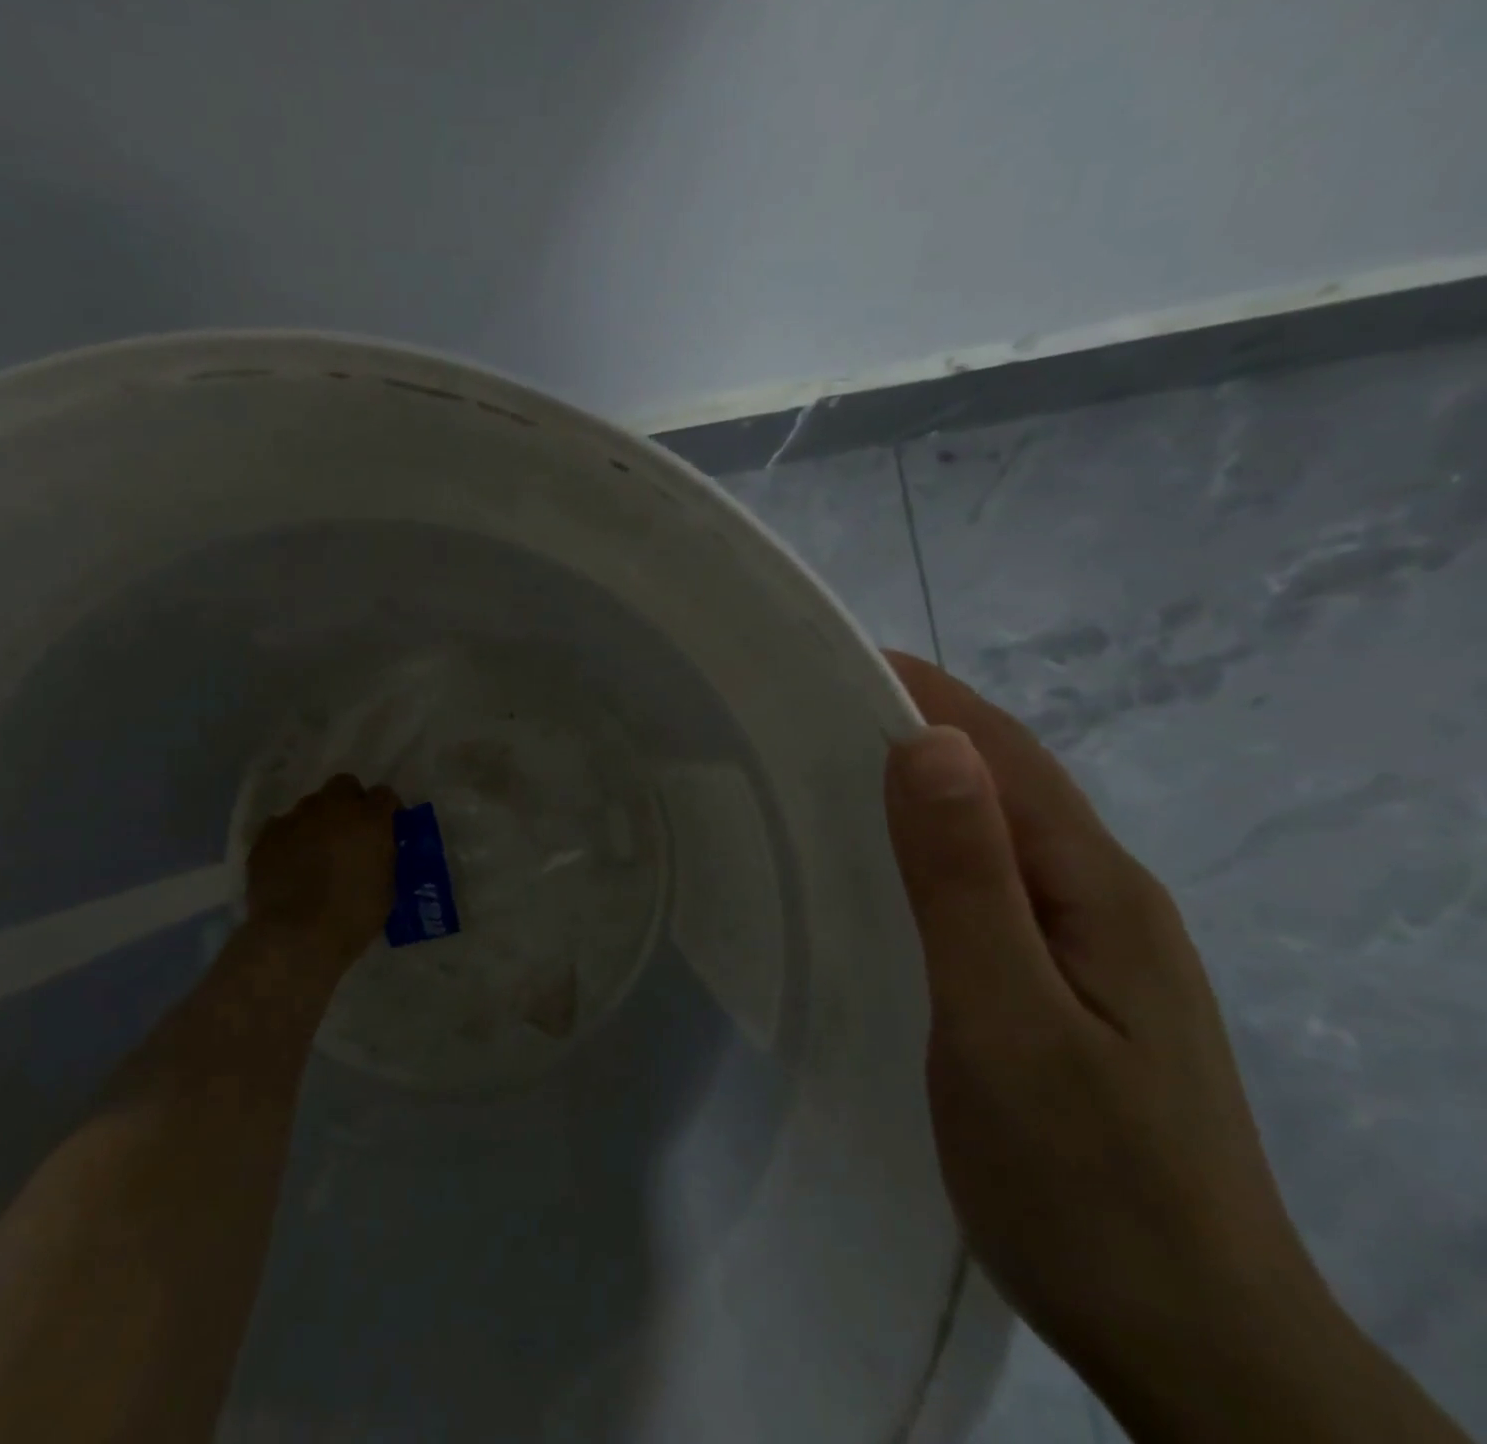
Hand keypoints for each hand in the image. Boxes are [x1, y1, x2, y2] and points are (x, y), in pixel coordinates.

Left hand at [246, 773, 399, 963]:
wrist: (296, 936)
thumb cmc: (352, 917)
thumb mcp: (387, 887)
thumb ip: (383, 857)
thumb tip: (377, 850)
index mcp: (370, 819)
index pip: (384, 795)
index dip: (386, 810)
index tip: (386, 829)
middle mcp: (333, 808)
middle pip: (344, 785)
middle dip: (350, 802)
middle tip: (350, 832)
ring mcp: (296, 818)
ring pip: (311, 805)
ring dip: (318, 821)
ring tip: (316, 852)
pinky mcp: (266, 836)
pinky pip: (281, 827)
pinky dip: (289, 839)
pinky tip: (289, 864)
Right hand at [880, 652, 1342, 1433]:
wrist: (1194, 1342)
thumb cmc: (1085, 1181)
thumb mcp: (1007, 1022)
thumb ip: (966, 882)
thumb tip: (930, 746)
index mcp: (1093, 888)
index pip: (1000, 752)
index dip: (922, 695)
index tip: (833, 661)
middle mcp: (1101, 896)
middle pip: (1002, 780)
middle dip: (915, 727)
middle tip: (808, 713)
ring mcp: (1091, 944)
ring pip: (997, 830)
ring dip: (923, 784)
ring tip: (828, 771)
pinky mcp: (1067, 983)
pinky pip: (992, 882)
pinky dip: (934, 846)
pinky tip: (888, 868)